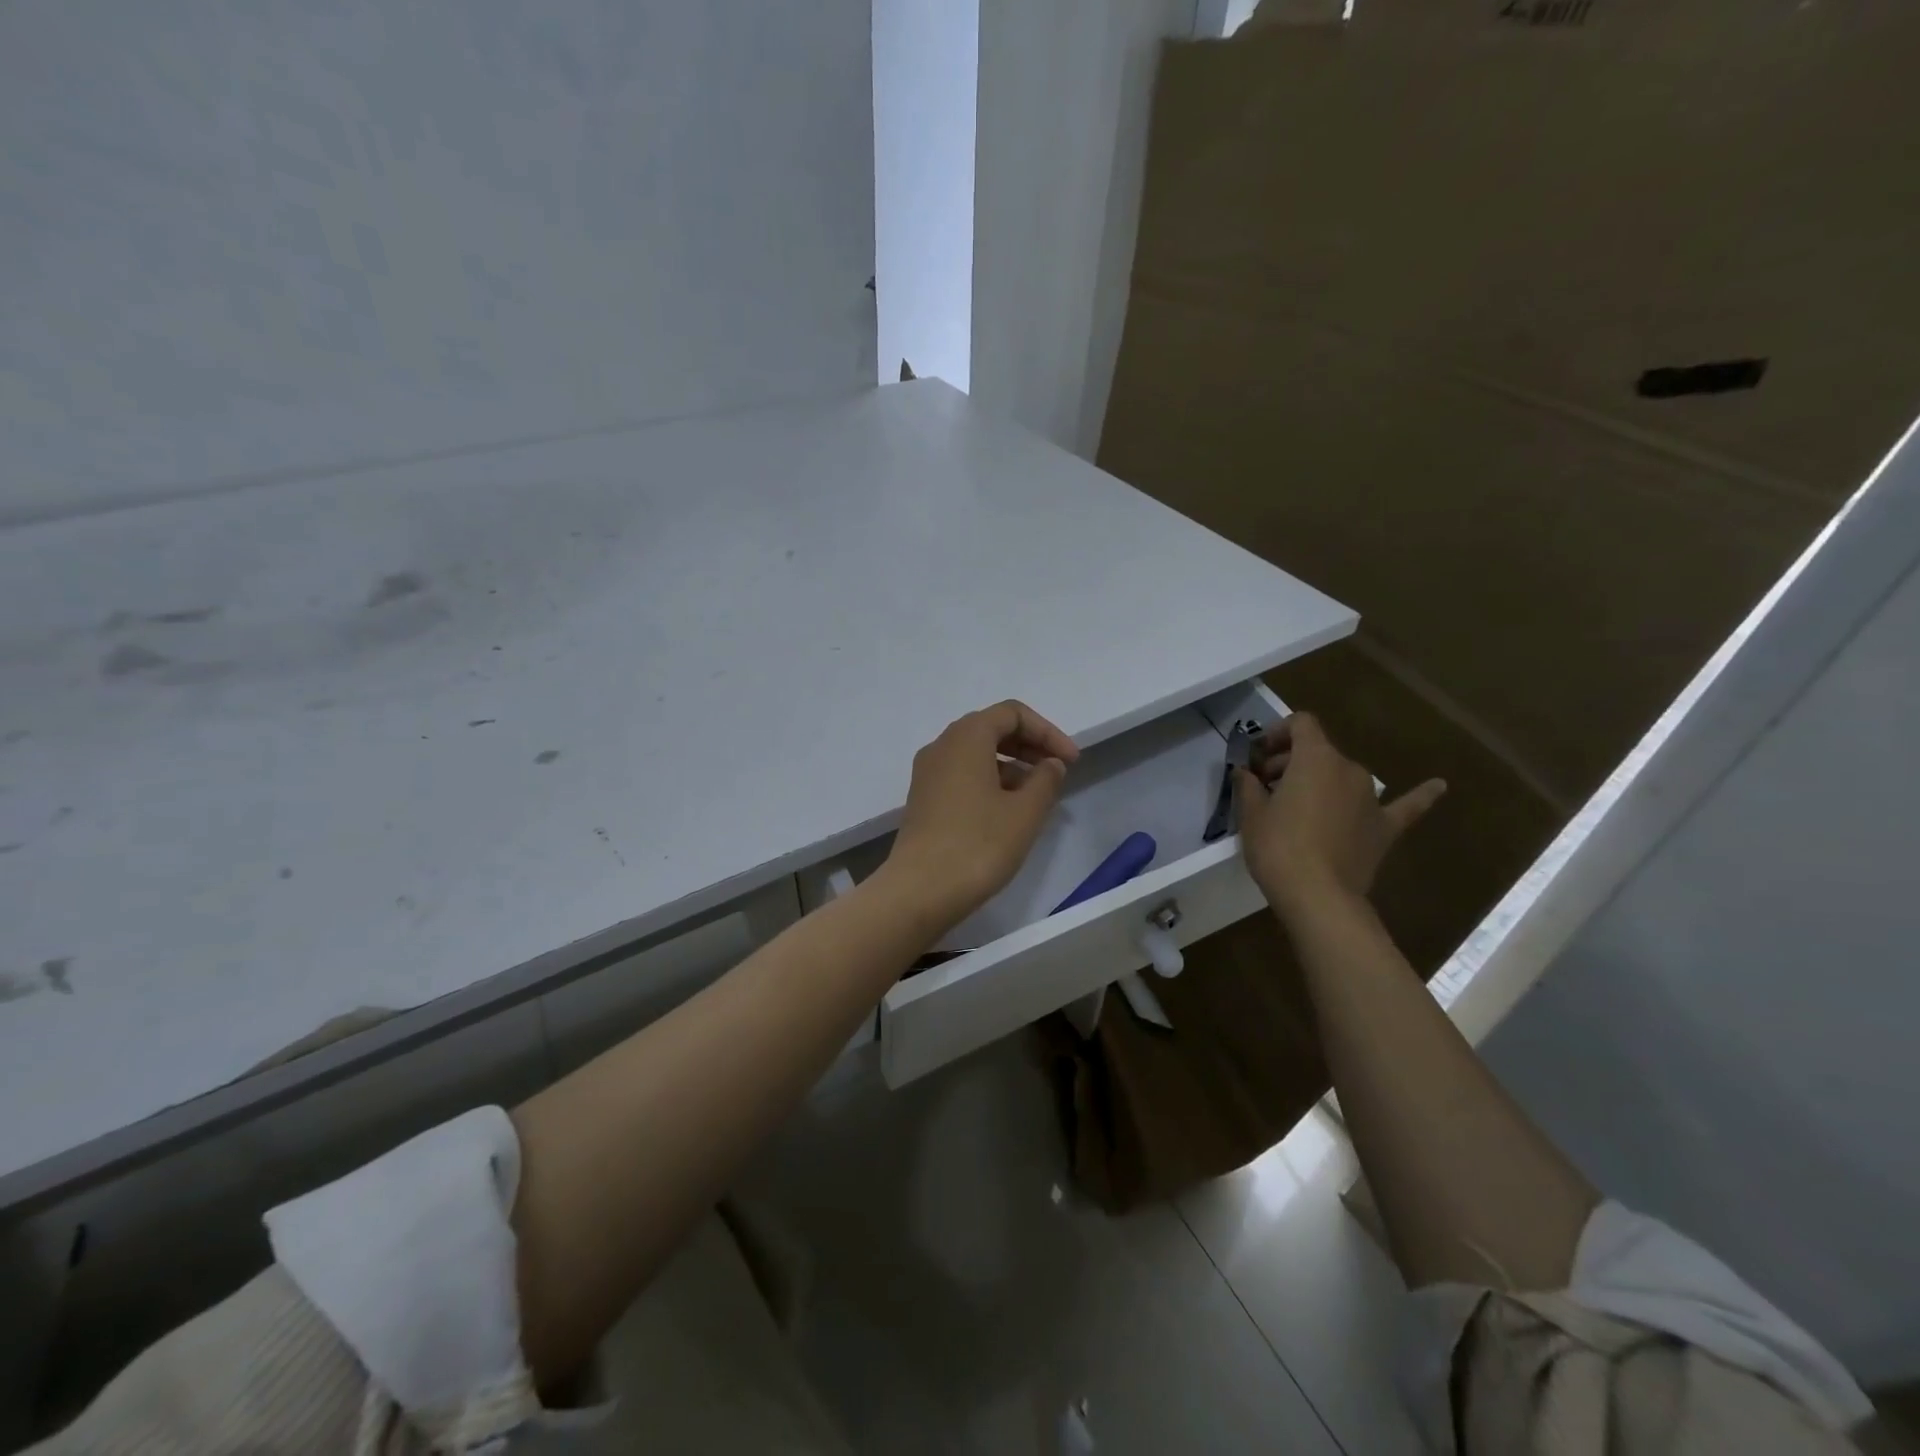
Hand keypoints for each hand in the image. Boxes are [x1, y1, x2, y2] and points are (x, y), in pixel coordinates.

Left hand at [884, 700, 1079, 928]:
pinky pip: (962, 776)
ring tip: (1038, 797)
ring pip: (976, 754)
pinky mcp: (924, 800)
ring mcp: (928, 774)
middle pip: (991, 729)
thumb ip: (1045, 780)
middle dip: (1029, 746)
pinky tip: (1008, 812)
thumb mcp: (1025, 812)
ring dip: (1011, 766)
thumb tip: (1050, 764)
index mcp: (966, 737)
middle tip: (1058, 772)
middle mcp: (942, 746)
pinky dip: (990, 782)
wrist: (920, 891)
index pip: (1012, 714)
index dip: (1047, 732)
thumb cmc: (978, 845)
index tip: (1071, 762)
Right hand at [1235, 712, 1444, 920]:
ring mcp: (1373, 798)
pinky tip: (1439, 785)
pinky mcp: (1385, 828)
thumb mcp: (1251, 814)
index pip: (1301, 724)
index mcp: (1316, 758)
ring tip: (1302, 804)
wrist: (1319, 896)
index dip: (1277, 732)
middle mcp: (1349, 769)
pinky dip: (1420, 794)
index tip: (1258, 756)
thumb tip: (1245, 773)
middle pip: (1319, 751)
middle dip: (1290, 762)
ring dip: (1322, 782)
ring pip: (1344, 776)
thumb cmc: (1278, 847)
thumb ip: (1249, 786)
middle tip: (1265, 787)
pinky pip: (1405, 806)